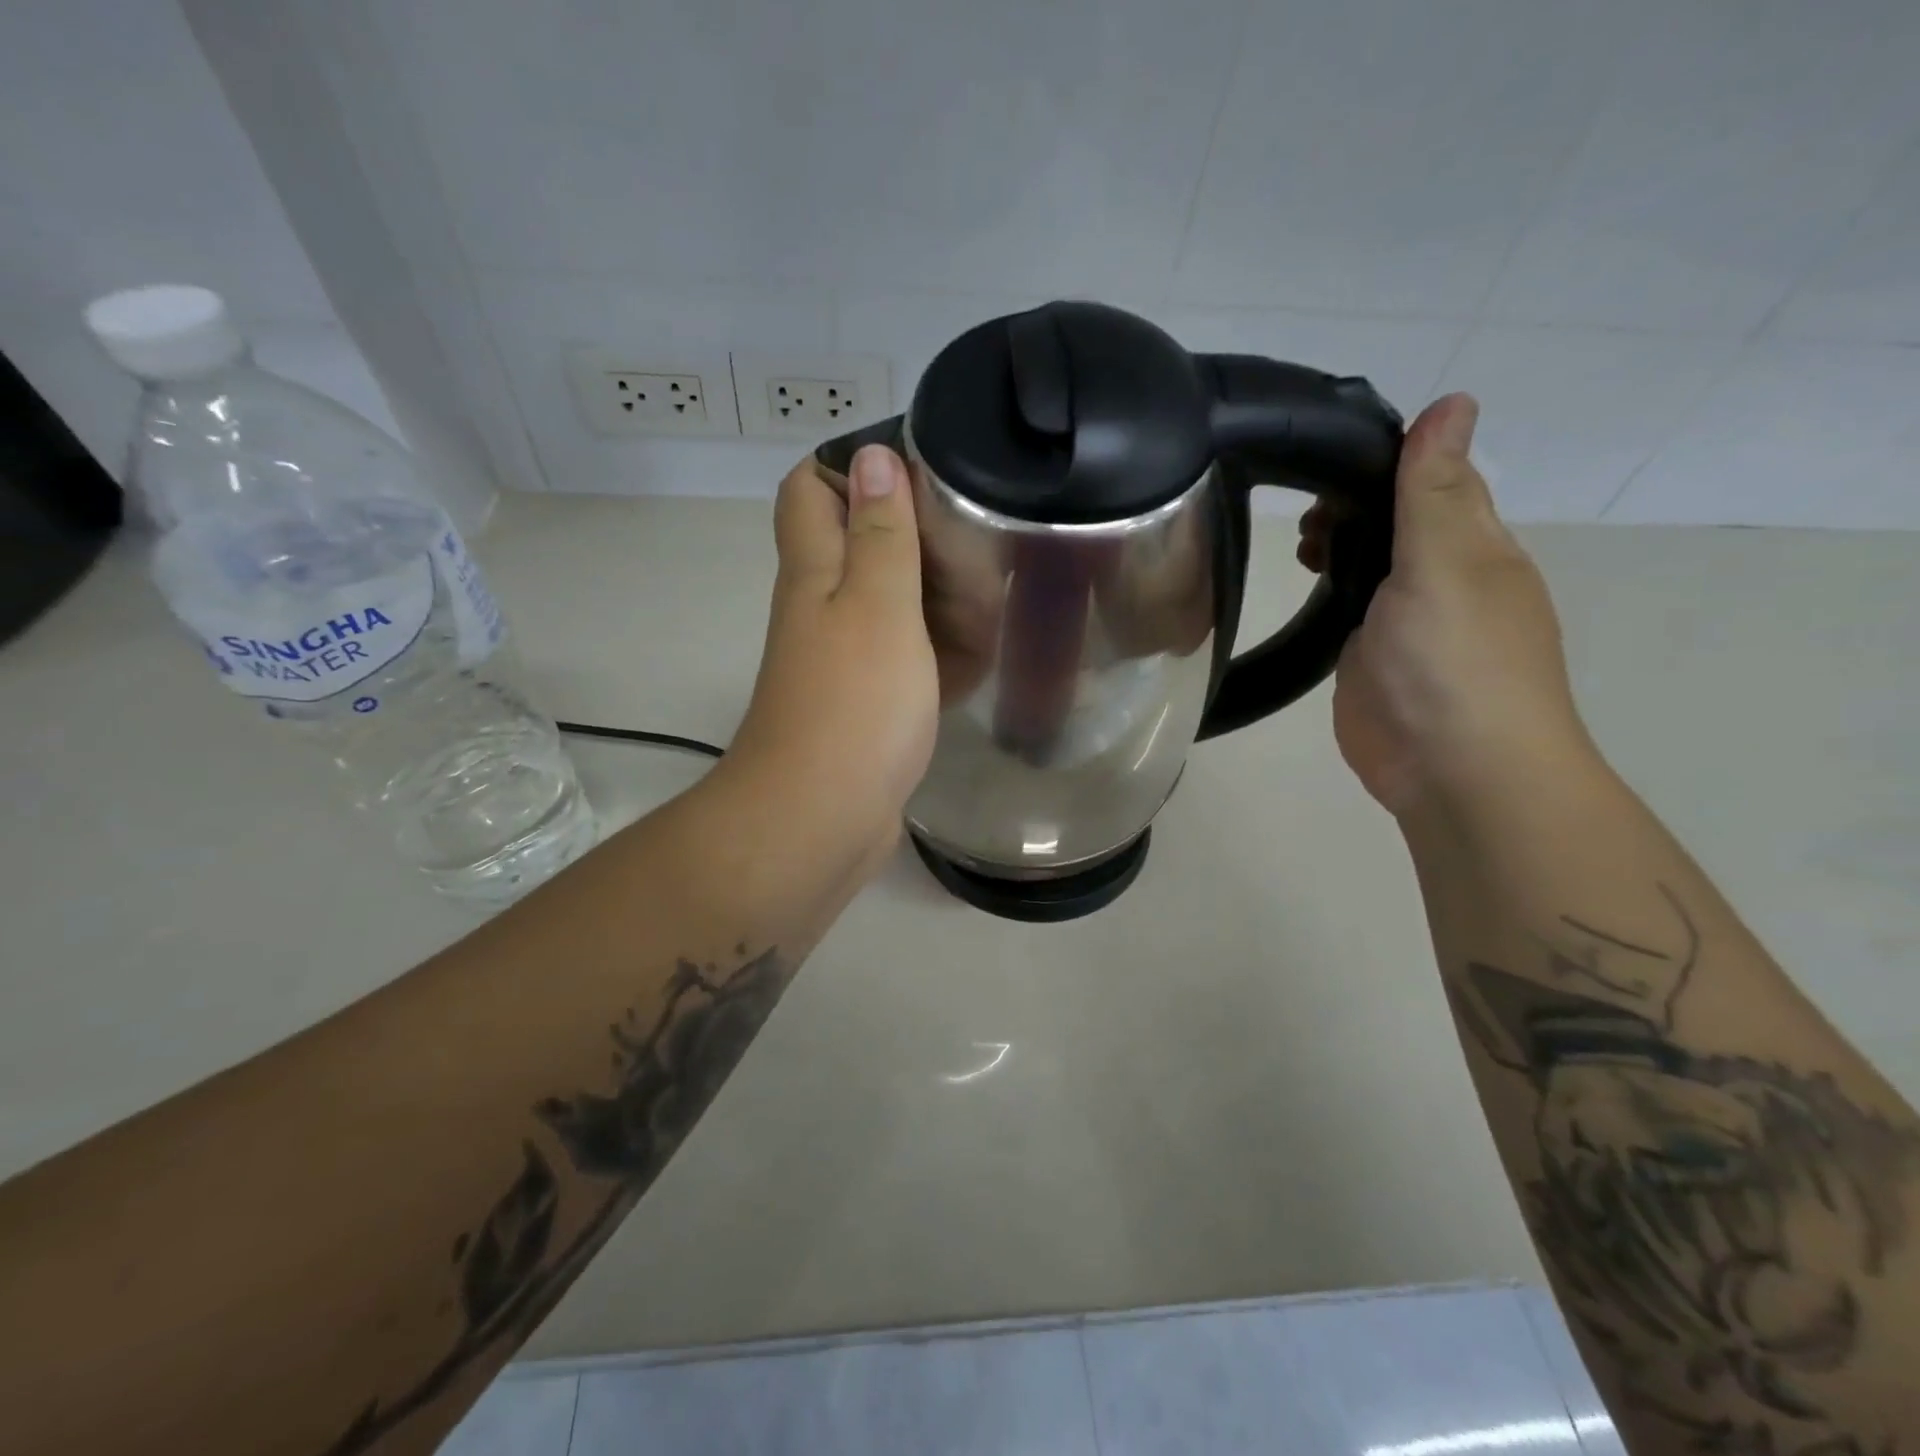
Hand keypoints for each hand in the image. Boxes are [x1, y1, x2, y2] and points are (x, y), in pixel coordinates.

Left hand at [722, 445, 938, 875]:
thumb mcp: (878, 606)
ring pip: (890, 606)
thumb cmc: (853, 705)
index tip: (923, 471)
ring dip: (935, 599)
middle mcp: (821, 608)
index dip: (854, 466)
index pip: (811, 488)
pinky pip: (904, 662)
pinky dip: (937, 654)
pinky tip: (980, 656)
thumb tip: (872, 455)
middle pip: (860, 546)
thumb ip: (880, 534)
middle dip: (915, 537)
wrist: (820, 821)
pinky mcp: (865, 705)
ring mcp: (843, 661)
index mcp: (815, 571)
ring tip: (994, 597)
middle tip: (977, 543)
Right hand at [1298, 394, 1593, 816]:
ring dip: (1337, 546)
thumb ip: (1433, 491)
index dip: (1386, 459)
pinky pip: (1349, 610)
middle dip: (1350, 507)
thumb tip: (1454, 400)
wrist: (1450, 769)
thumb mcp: (1444, 564)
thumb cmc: (1454, 661)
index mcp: (1473, 544)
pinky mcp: (1370, 658)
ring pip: (1370, 564)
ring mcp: (1404, 621)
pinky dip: (1328, 589)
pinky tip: (1301, 583)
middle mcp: (1442, 576)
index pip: (1433, 479)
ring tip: (1295, 547)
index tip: (1323, 454)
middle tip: (1300, 516)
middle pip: (1395, 520)